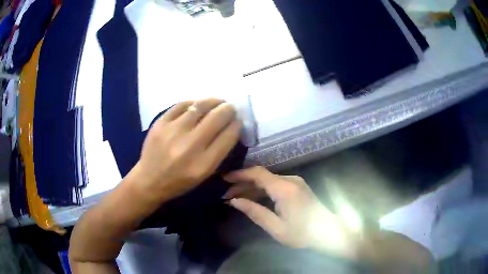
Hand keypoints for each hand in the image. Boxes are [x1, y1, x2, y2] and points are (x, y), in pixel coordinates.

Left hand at [134, 98, 241, 201]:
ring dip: (213, 101)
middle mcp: (190, 146)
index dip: (237, 124)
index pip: (228, 136)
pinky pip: (182, 105)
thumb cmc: (180, 181)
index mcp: (204, 164)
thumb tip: (230, 126)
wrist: (149, 180)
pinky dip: (193, 103)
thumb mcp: (204, 174)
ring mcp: (173, 132)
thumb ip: (219, 151)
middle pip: (217, 117)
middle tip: (230, 108)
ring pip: (200, 106)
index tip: (238, 120)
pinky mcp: (160, 123)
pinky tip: (197, 105)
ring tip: (218, 102)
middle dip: (228, 109)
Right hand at [224, 167, 359, 257]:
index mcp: (284, 189)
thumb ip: (255, 212)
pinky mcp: (297, 187)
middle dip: (242, 183)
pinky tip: (252, 198)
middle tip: (226, 193)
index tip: (224, 178)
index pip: (257, 174)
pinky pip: (275, 184)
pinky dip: (262, 190)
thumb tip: (234, 201)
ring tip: (234, 197)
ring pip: (268, 180)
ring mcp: (295, 183)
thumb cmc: (302, 234)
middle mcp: (290, 180)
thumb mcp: (276, 227)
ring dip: (251, 187)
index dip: (239, 174)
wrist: (327, 233)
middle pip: (261, 176)